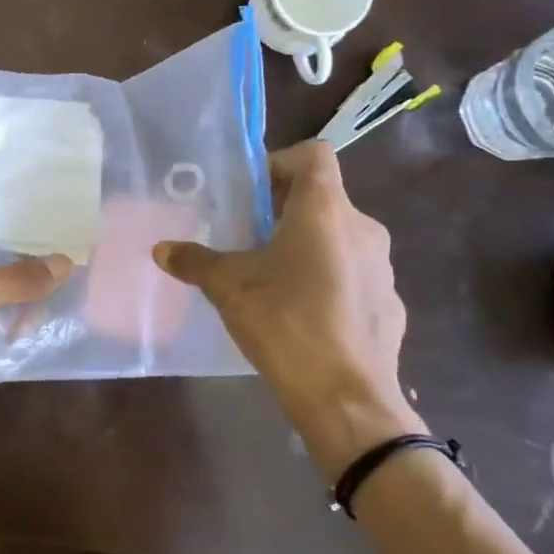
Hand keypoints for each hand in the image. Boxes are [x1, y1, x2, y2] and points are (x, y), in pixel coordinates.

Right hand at [153, 140, 421, 476]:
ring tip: (273, 279)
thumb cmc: (286, 322)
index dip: (281, 162)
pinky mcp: (391, 304)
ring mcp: (384, 267)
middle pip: (323, 197)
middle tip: (248, 238)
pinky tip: (304, 316)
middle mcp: (363, 227)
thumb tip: (162, 249)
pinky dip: (330, 281)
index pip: (314, 154)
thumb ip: (195, 261)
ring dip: (307, 246)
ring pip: (340, 238)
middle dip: (284, 211)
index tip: (251, 193)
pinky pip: (355, 276)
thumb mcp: (229, 287)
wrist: (347, 399)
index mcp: (325, 209)